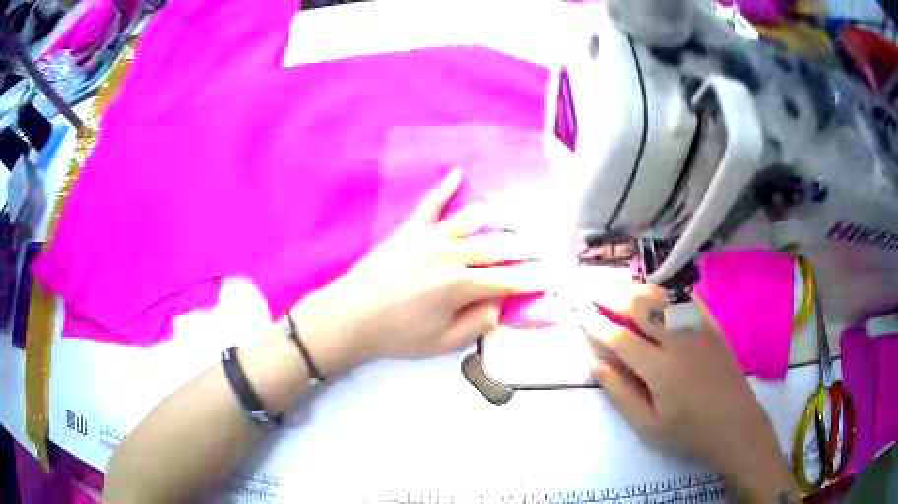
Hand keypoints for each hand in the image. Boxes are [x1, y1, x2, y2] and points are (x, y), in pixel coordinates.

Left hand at [295, 169, 547, 374]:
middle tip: (540, 247)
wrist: (349, 317)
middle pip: (496, 248)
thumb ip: (478, 322)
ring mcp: (428, 237)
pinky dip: (445, 187)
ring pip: (471, 221)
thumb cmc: (397, 336)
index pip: (506, 280)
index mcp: (459, 285)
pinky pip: (430, 203)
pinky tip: (458, 173)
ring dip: (497, 219)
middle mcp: (449, 254)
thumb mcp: (443, 343)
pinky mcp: (409, 230)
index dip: (530, 280)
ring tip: (514, 219)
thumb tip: (500, 303)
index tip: (549, 276)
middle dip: (522, 248)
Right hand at [584, 282, 799, 501]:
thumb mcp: (648, 426)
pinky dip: (669, 291)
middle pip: (642, 307)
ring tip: (620, 288)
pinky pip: (688, 299)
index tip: (580, 315)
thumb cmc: (689, 432)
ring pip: (664, 297)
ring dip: (639, 289)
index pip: (621, 338)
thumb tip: (595, 365)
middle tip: (594, 292)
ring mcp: (699, 329)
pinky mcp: (713, 327)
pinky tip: (659, 293)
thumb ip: (620, 394)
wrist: (735, 426)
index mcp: (660, 368)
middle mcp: (679, 340)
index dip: (597, 325)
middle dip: (614, 296)